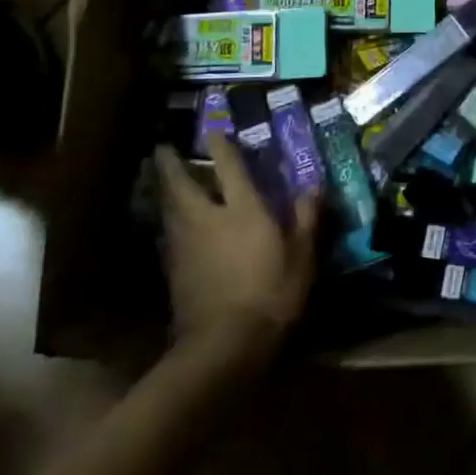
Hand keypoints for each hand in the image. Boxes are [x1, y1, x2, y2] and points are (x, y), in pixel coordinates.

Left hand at [155, 137, 318, 346]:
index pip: (228, 167)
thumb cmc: (271, 295)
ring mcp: (185, 245)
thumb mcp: (302, 257)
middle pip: (181, 183)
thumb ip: (306, 218)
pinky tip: (169, 224)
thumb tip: (313, 186)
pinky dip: (167, 221)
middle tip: (162, 148)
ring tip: (162, 179)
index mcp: (242, 209)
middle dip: (171, 164)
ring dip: (164, 190)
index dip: (220, 145)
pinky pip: (168, 234)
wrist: (223, 346)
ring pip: (168, 207)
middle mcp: (207, 218)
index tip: (212, 128)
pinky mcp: (173, 271)